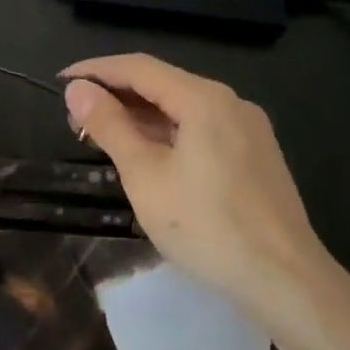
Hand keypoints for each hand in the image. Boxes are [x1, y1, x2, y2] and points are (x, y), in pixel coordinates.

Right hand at [62, 54, 325, 306]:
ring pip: (183, 107)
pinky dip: (168, 133)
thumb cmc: (207, 227)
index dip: (96, 70)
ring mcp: (248, 128)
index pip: (139, 67)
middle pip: (162, 84)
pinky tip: (148, 155)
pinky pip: (202, 128)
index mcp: (204, 98)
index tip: (62, 81)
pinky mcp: (256, 154)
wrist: (287, 281)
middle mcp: (230, 102)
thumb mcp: (145, 175)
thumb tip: (78, 88)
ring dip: (141, 116)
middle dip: (116, 95)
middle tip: (76, 119)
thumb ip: (110, 126)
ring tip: (104, 137)